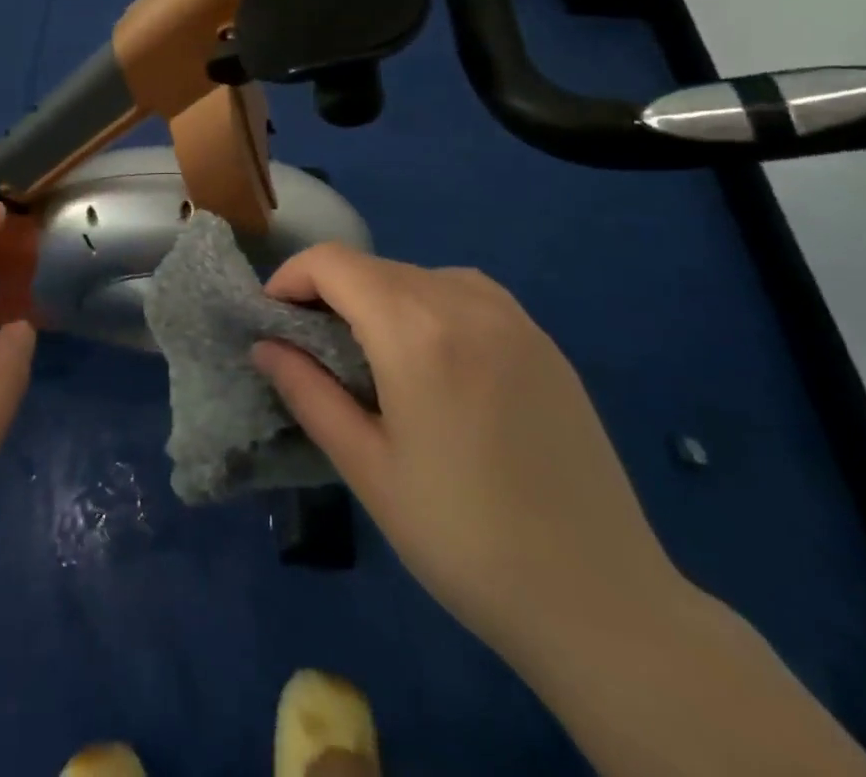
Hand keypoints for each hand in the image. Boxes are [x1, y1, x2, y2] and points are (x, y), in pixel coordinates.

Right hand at [252, 246, 682, 663]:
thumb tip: (264, 346)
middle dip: (330, 291)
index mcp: (416, 331)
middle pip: (375, 267)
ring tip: (372, 354)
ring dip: (379, 296)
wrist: (601, 602)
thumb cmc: (464, 539)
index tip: (273, 318)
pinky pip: (466, 293)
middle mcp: (465, 303)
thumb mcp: (368, 469)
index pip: (333, 263)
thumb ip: (308, 393)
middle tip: (313, 346)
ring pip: (419, 275)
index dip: (292, 278)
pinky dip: (428, 303)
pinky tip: (434, 357)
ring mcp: (513, 318)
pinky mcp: (544, 341)